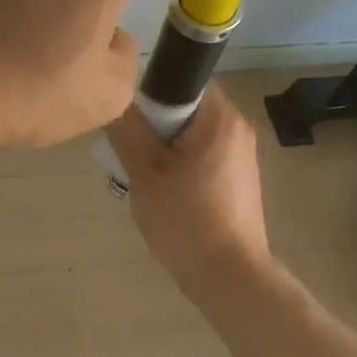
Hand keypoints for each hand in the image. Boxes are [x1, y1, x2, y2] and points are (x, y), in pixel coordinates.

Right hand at [105, 84, 272, 289]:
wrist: (229, 276)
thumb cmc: (186, 219)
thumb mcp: (145, 172)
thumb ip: (128, 129)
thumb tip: (115, 97)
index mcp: (221, 118)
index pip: (183, 79)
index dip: (151, 92)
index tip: (129, 119)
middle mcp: (238, 128)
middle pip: (186, 108)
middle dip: (154, 125)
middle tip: (127, 149)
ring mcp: (241, 156)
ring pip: (191, 135)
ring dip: (164, 148)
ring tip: (140, 174)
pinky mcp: (238, 180)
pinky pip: (202, 156)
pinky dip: (179, 165)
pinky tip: (162, 192)